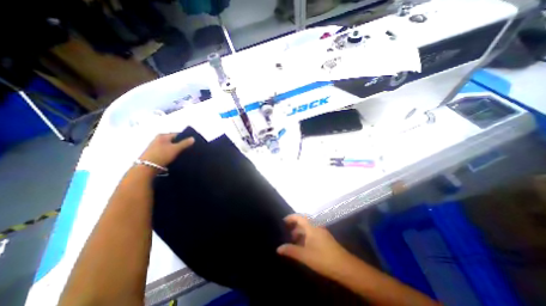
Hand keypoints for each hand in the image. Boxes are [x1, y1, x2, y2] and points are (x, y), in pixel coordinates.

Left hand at [139, 132, 193, 166]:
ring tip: (183, 153)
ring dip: (176, 149)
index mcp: (163, 135)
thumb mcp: (176, 149)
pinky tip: (175, 157)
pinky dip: (171, 152)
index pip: (177, 134)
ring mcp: (155, 146)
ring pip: (169, 146)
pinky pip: (166, 150)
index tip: (192, 143)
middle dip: (181, 144)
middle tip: (189, 149)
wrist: (147, 167)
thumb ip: (185, 143)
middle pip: (173, 140)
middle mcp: (158, 139)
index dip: (185, 138)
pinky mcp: (154, 153)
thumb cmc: (162, 155)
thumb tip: (193, 138)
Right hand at [278, 214, 354, 278]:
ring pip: (308, 227)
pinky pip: (312, 232)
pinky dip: (306, 236)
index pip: (299, 217)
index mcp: (312, 227)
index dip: (291, 217)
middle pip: (304, 221)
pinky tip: (303, 245)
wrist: (345, 267)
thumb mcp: (305, 255)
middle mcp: (316, 226)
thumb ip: (291, 250)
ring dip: (300, 231)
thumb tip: (278, 248)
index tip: (283, 221)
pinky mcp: (325, 238)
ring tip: (293, 239)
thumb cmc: (323, 258)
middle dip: (295, 225)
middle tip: (286, 231)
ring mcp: (322, 232)